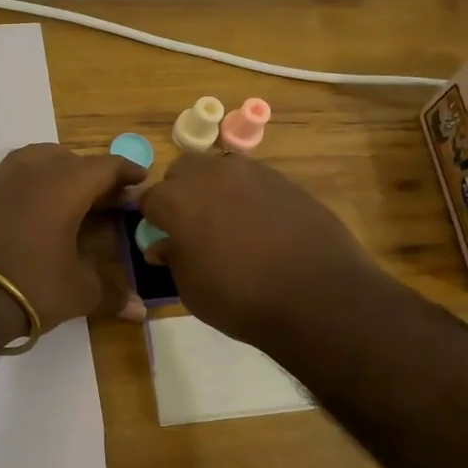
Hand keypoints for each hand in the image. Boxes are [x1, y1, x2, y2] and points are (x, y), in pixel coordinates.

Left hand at [0, 144, 147, 330]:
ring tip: (60, 190)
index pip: (105, 166)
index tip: (139, 179)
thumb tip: (140, 310)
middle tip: (103, 199)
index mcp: (66, 186)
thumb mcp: (80, 293)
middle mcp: (30, 172)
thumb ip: (112, 294)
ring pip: (28, 156)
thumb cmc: (31, 288)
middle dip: (90, 174)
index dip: (126, 171)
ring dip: (49, 167)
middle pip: (68, 159)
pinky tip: (0, 182)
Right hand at [139, 151, 379, 344]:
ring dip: (214, 190)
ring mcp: (251, 172)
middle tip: (191, 226)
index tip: (160, 238)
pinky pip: (253, 181)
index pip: (148, 199)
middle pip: (182, 171)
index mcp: (177, 199)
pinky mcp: (284, 179)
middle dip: (179, 193)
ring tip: (228, 224)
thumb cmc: (241, 298)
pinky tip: (261, 226)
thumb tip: (163, 245)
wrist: (318, 295)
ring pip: (218, 170)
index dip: (152, 219)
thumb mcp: (191, 289)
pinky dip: (247, 197)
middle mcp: (210, 174)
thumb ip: (173, 259)